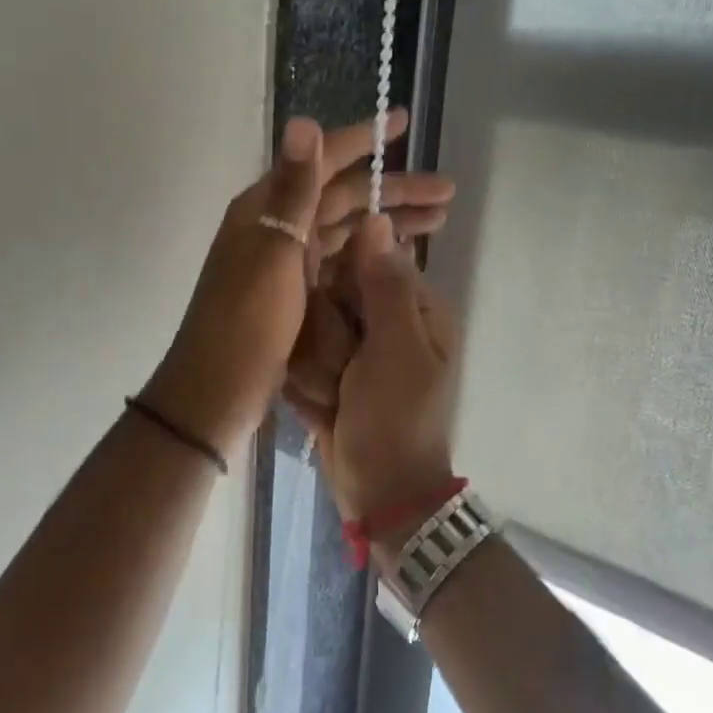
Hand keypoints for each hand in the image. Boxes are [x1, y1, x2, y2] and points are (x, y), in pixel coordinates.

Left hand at [145, 112, 454, 456]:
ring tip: (439, 221)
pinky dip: (370, 255)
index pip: (321, 161)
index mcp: (266, 208)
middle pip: (342, 197)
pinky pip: (340, 261)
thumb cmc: (247, 323)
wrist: (217, 392)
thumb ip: (293, 190)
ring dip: (389, 222)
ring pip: (345, 229)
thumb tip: (303, 120)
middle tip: (447, 192)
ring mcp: (286, 262)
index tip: (403, 121)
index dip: (363, 139)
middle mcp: (276, 226)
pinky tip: (401, 257)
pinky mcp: (296, 293)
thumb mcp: (273, 253)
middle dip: (394, 190)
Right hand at [287, 214, 459, 544]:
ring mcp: (354, 349)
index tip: (338, 320)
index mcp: (413, 306)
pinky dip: (307, 387)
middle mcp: (383, 319)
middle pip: (327, 294)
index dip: (341, 286)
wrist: (382, 496)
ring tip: (336, 399)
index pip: (362, 260)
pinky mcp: (330, 373)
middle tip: (344, 375)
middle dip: (326, 338)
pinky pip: (299, 360)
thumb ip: (384, 285)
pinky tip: (324, 410)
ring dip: (315, 368)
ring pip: (307, 328)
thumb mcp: (397, 349)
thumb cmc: (397, 420)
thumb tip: (377, 216)